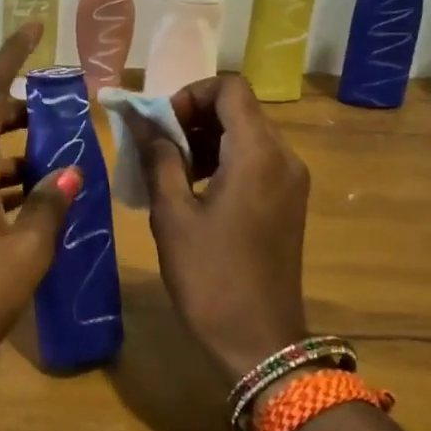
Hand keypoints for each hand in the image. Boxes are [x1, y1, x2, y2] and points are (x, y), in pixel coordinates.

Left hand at [0, 24, 80, 384]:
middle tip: (65, 115)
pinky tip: (39, 204)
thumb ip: (49, 207)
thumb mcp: (25, 252)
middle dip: (24, 112)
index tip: (33, 27)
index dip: (10, 56)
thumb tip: (68, 171)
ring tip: (64, 162)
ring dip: (19, 153)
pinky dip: (9, 182)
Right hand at [129, 75, 311, 383]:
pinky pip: (255, 161)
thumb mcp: (172, 214)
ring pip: (246, 134)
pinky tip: (194, 189)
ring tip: (170, 170)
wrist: (259, 343)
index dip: (190, 94)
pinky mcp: (288, 202)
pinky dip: (223, 160)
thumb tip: (140, 119)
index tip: (161, 125)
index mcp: (257, 154)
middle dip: (193, 117)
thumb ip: (158, 157)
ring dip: (206, 139)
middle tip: (157, 146)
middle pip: (239, 109)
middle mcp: (283, 158)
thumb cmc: (209, 277)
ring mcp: (291, 181)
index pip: (229, 88)